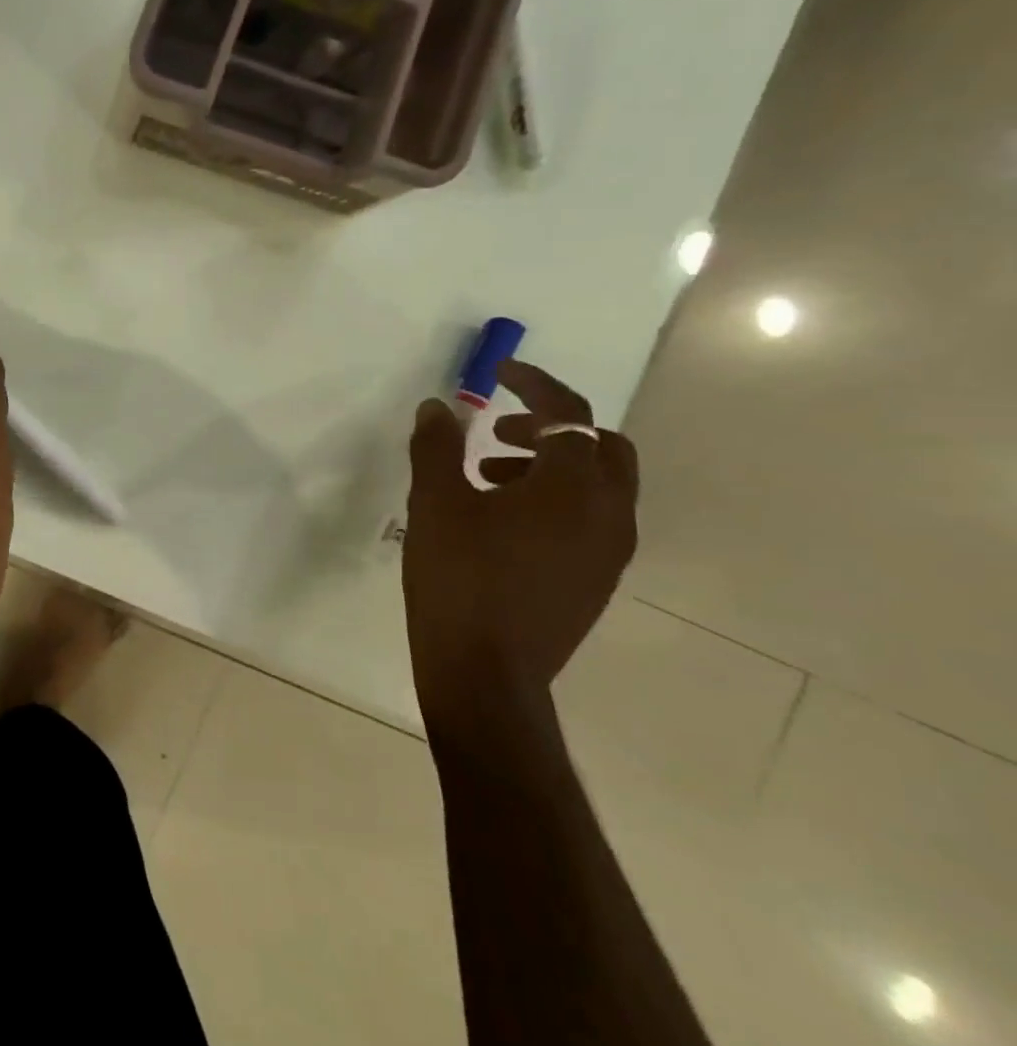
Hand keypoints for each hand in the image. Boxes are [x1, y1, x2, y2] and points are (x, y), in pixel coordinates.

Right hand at [403, 360, 638, 742]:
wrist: (485, 673)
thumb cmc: (459, 578)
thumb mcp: (435, 504)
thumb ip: (437, 447)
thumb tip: (439, 407)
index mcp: (574, 488)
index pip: (569, 414)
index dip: (535, 384)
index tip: (501, 372)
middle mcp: (609, 515)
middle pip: (601, 448)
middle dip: (551, 427)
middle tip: (496, 429)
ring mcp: (608, 553)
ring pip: (598, 486)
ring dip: (549, 466)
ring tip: (486, 476)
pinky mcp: (595, 581)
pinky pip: (589, 520)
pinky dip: (555, 500)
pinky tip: (501, 521)